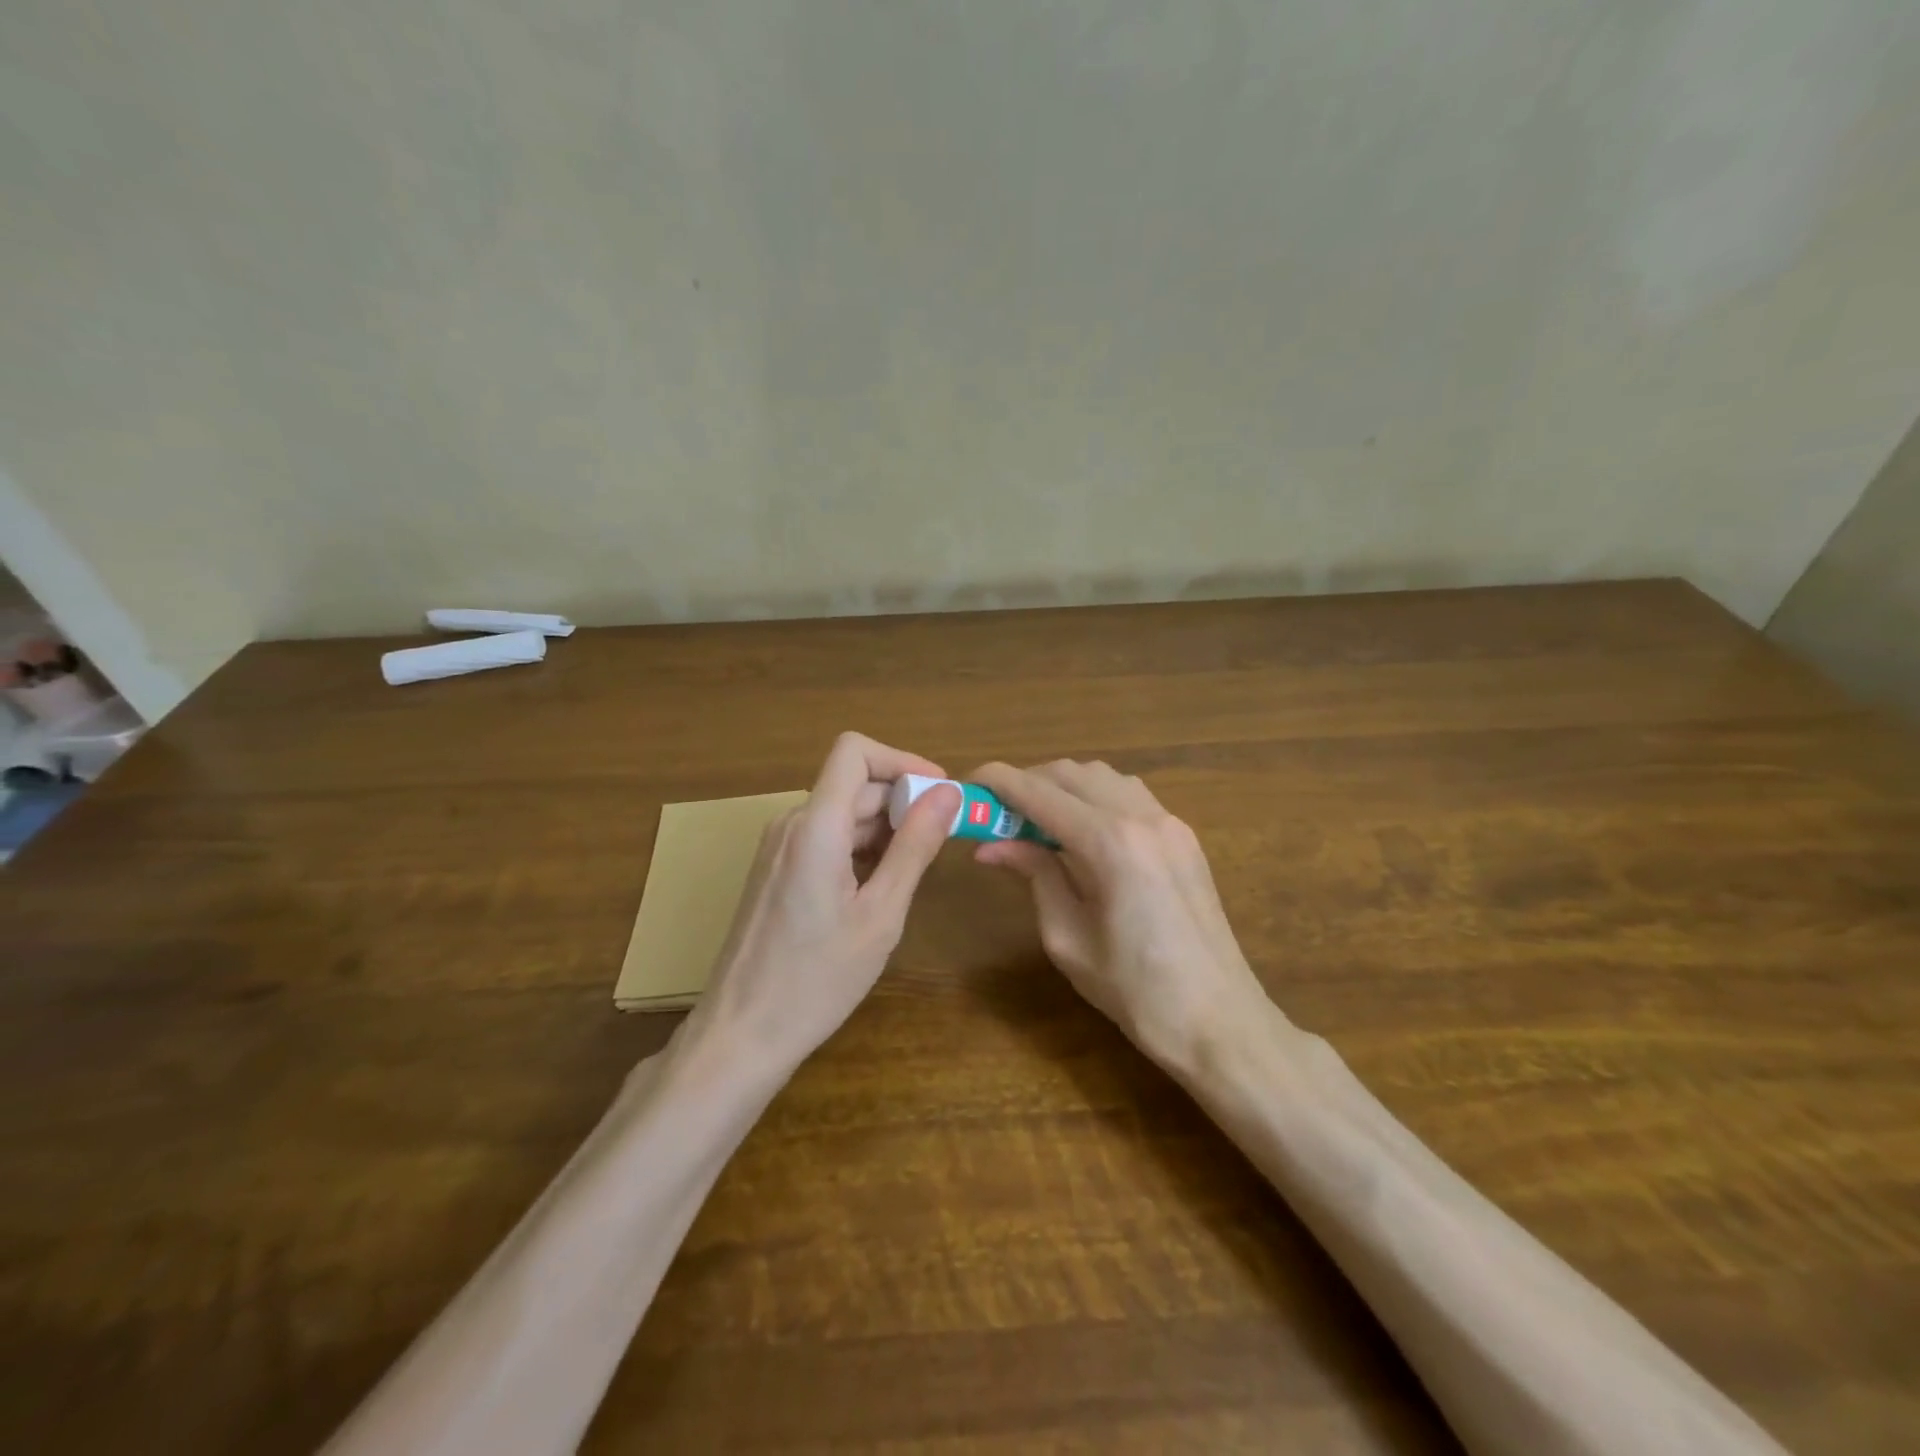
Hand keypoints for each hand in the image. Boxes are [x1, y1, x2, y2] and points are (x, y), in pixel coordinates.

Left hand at [685, 733, 961, 1069]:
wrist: (739, 1035)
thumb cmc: (816, 980)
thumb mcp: (880, 915)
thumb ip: (914, 847)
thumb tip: (948, 793)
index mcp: (816, 827)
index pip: (855, 751)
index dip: (901, 760)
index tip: (939, 792)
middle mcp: (791, 824)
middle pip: (854, 786)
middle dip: (902, 803)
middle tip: (942, 843)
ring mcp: (778, 848)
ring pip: (841, 814)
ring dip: (883, 829)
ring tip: (913, 873)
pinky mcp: (774, 871)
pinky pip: (824, 839)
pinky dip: (859, 849)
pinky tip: (878, 889)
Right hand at [969, 760, 1269, 1065]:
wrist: (1220, 1021)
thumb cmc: (1135, 992)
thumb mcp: (1067, 937)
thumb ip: (1034, 876)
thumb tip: (992, 845)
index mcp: (1110, 844)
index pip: (1039, 793)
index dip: (998, 782)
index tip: (967, 783)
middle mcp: (1142, 817)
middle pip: (1071, 773)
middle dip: (1028, 782)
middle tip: (997, 814)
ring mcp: (1170, 822)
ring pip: (1103, 777)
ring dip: (1063, 787)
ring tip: (1036, 823)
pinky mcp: (1183, 836)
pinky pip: (1129, 795)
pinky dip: (1095, 798)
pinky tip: (1081, 834)